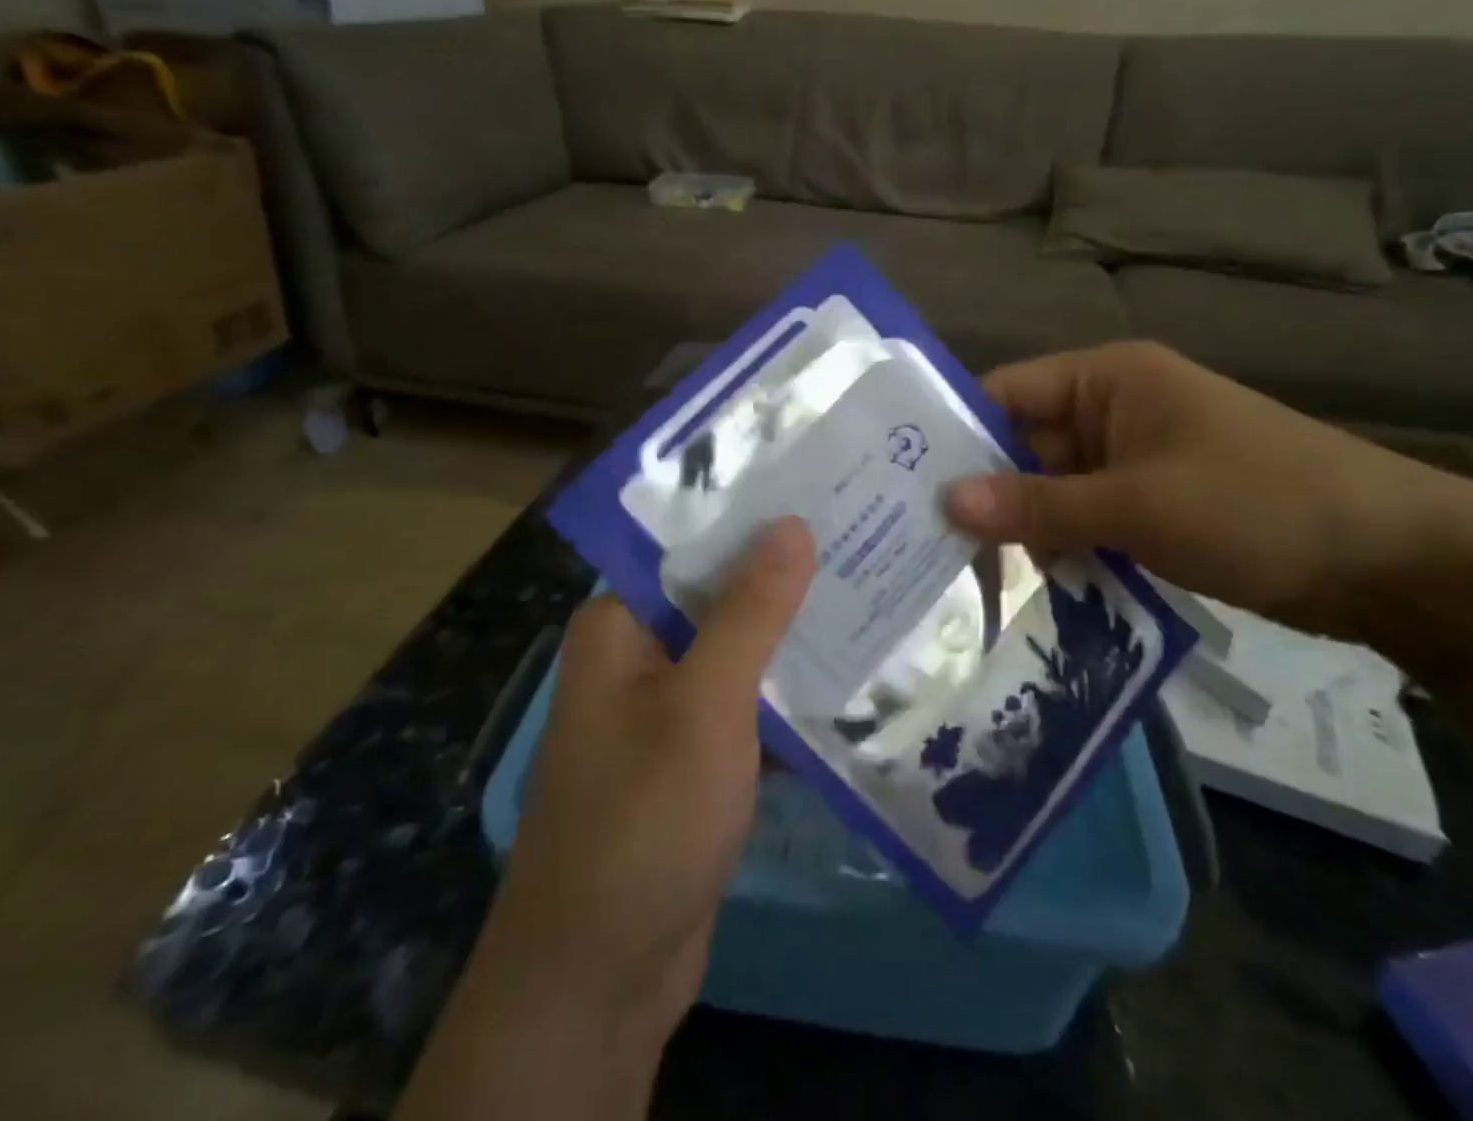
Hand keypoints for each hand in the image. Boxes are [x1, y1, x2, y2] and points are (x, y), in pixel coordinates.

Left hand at [480, 517, 815, 1045]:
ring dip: (793, 640)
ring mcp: (665, 713)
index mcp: (621, 626)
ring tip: (872, 594)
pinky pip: (746, 710)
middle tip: (863, 540)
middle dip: (785, 580)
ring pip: (738, 656)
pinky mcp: (692, 762)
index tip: (820, 494)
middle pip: (720, 599)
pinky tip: (853, 678)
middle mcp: (637, 657)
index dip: (753, 520)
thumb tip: (790, 524)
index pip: (691, 547)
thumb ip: (749, 611)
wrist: (599, 979)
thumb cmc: (644, 817)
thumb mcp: (705, 703)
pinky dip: (787, 699)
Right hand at [945, 341, 1472, 646]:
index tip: (903, 482)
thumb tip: (945, 502)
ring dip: (1022, 528)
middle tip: (919, 542)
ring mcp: (1132, 462)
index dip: (956, 433)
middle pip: (1023, 445)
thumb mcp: (1140, 503)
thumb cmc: (1259, 503)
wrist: (1393, 561)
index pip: (1006, 393)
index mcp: (1107, 379)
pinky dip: (1060, 548)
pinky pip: (1084, 519)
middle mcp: (1111, 411)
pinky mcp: (1151, 507)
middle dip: (983, 492)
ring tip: (961, 574)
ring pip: (1051, 489)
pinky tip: (1027, 587)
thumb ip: (1039, 503)